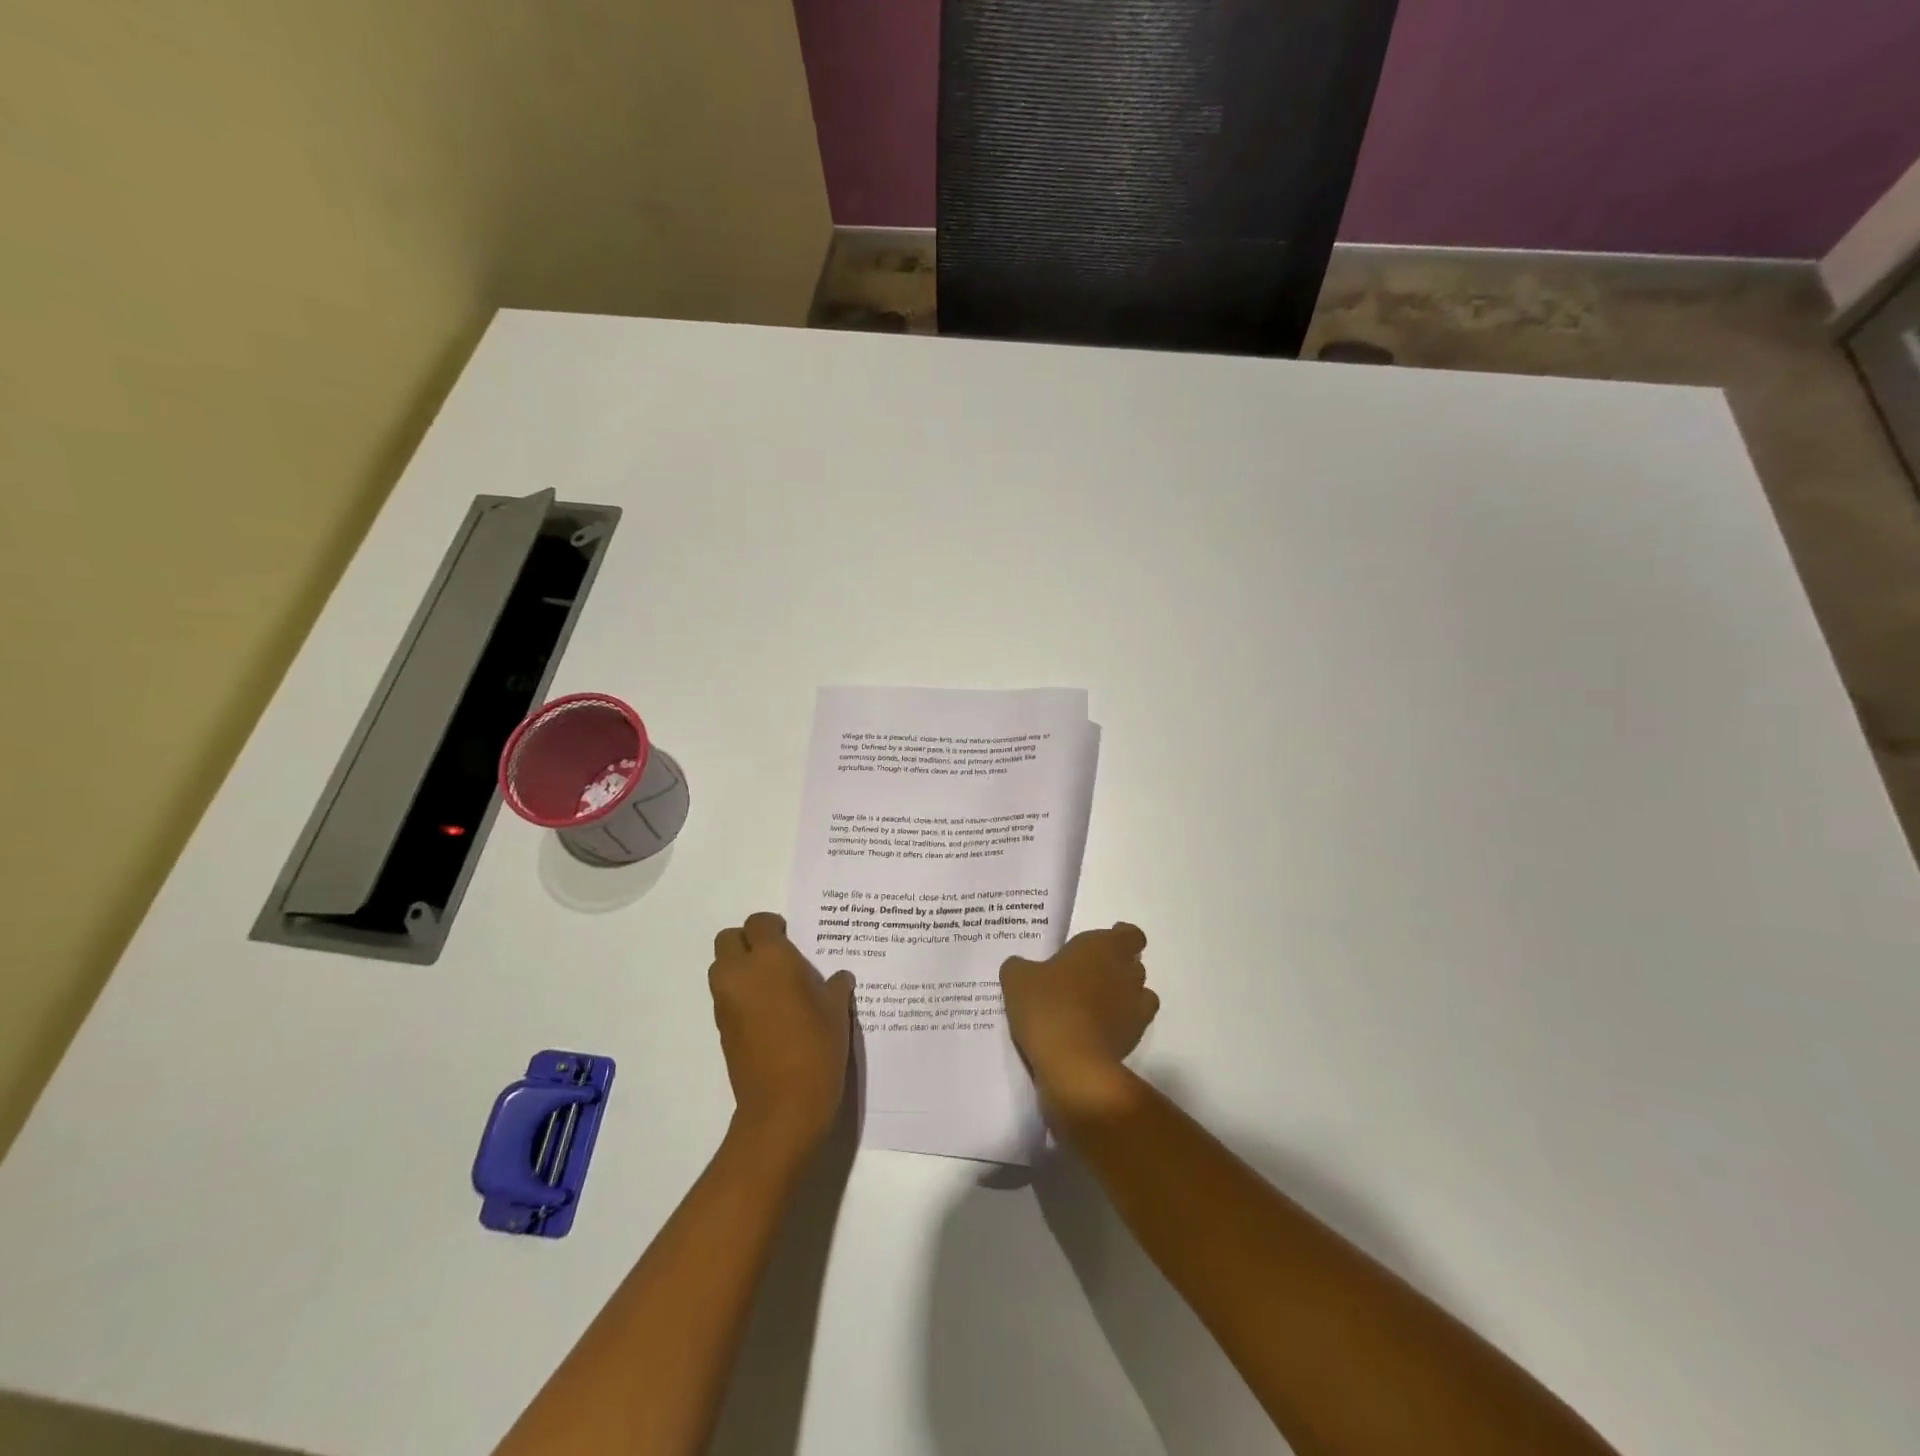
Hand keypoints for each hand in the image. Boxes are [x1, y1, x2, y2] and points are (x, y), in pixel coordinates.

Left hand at [709, 912, 854, 1153]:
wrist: (783, 1105)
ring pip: (722, 968)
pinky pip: (725, 997)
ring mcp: (725, 1002)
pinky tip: (768, 1014)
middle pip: (728, 939)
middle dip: (748, 942)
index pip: (759, 923)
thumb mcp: (836, 1010)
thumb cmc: (816, 1046)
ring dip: (740, 968)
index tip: (791, 938)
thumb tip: (839, 978)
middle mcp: (740, 973)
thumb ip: (835, 986)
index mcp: (770, 958)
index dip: (773, 927)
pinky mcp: (721, 1028)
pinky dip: (740, 995)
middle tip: (776, 957)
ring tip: (772, 986)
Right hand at [1001, 923, 1157, 1113]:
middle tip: (1087, 976)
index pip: (1130, 935)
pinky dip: (1121, 1023)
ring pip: (1138, 993)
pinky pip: (1133, 1023)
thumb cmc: (1047, 1005)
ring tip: (1094, 1005)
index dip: (1121, 937)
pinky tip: (1097, 1030)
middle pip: (1132, 963)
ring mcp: (1135, 1007)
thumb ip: (1020, 966)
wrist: (1072, 1061)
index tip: (1104, 944)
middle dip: (1116, 967)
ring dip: (1122, 995)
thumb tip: (1020, 966)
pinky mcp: (1135, 1038)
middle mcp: (1126, 972)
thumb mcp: (1017, 979)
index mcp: (1103, 946)